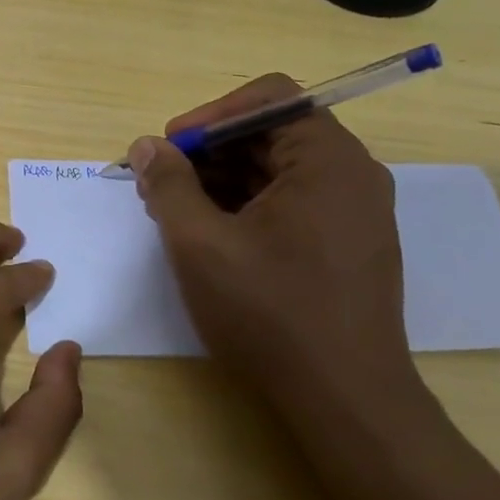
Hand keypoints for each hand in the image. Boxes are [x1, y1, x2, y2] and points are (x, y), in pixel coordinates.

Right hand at [128, 73, 421, 410]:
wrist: (345, 401)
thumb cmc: (271, 314)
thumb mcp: (201, 244)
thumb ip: (169, 185)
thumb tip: (146, 147)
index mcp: (328, 160)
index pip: (268, 97)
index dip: (210, 115)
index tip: (168, 150)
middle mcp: (351, 175)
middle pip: (271, 132)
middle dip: (208, 152)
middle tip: (159, 184)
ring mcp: (353, 212)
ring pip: (277, 170)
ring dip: (221, 180)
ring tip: (175, 213)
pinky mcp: (346, 244)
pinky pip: (290, 201)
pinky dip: (246, 206)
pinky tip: (210, 236)